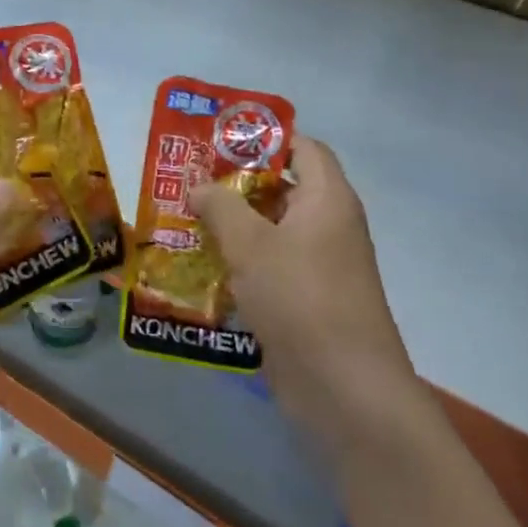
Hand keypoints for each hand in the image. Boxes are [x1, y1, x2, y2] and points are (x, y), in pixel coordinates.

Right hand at [190, 138, 418, 449]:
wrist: (343, 387)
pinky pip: (270, 268)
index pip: (303, 148)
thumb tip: (199, 186)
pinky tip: (201, 268)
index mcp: (327, 200)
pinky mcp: (306, 301)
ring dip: (232, 227)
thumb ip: (220, 206)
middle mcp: (329, 227)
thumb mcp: (250, 244)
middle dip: (235, 185)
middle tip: (188, 183)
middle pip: (282, 189)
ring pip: (271, 232)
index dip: (264, 139)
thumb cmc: (299, 298)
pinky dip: (240, 263)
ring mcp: (320, 267)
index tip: (217, 143)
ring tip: (184, 222)